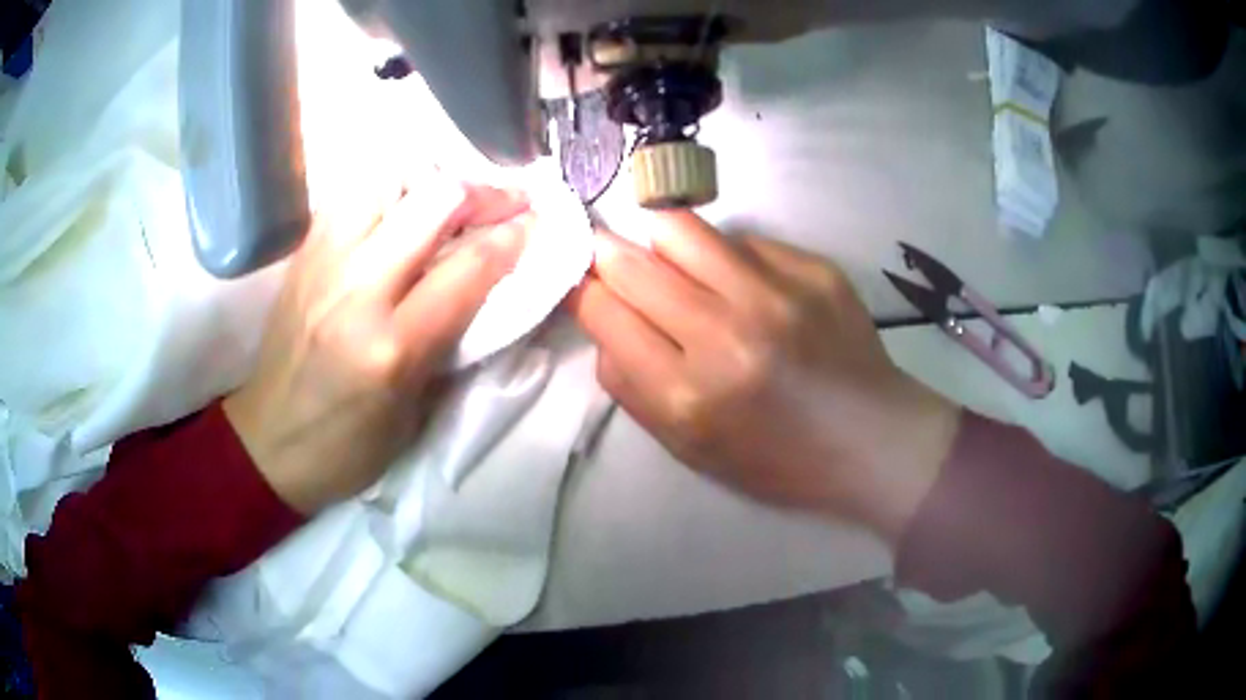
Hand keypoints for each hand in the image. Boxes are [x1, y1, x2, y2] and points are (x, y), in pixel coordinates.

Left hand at [224, 178, 529, 513]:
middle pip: (432, 202)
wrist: (269, 442)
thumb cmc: (349, 445)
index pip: (469, 266)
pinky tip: (401, 208)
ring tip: (450, 199)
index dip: (514, 236)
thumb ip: (453, 339)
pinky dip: (388, 190)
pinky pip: (352, 195)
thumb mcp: (416, 411)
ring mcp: (323, 264)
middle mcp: (355, 290)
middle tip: (504, 203)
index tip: (538, 223)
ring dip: (430, 182)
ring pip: (388, 180)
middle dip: (482, 193)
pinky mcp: (303, 255)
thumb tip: (491, 281)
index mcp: (392, 347)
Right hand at [570, 212, 960, 540]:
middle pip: (631, 261)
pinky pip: (741, 239)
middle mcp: (726, 334)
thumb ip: (631, 387)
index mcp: (688, 394)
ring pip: (679, 227)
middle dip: (606, 255)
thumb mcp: (689, 448)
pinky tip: (748, 286)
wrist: (872, 441)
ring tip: (676, 265)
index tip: (579, 279)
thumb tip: (605, 322)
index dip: (580, 288)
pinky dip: (726, 257)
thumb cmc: (777, 459)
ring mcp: (775, 293)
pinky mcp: (813, 268)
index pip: (603, 311)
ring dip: (660, 242)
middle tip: (610, 259)